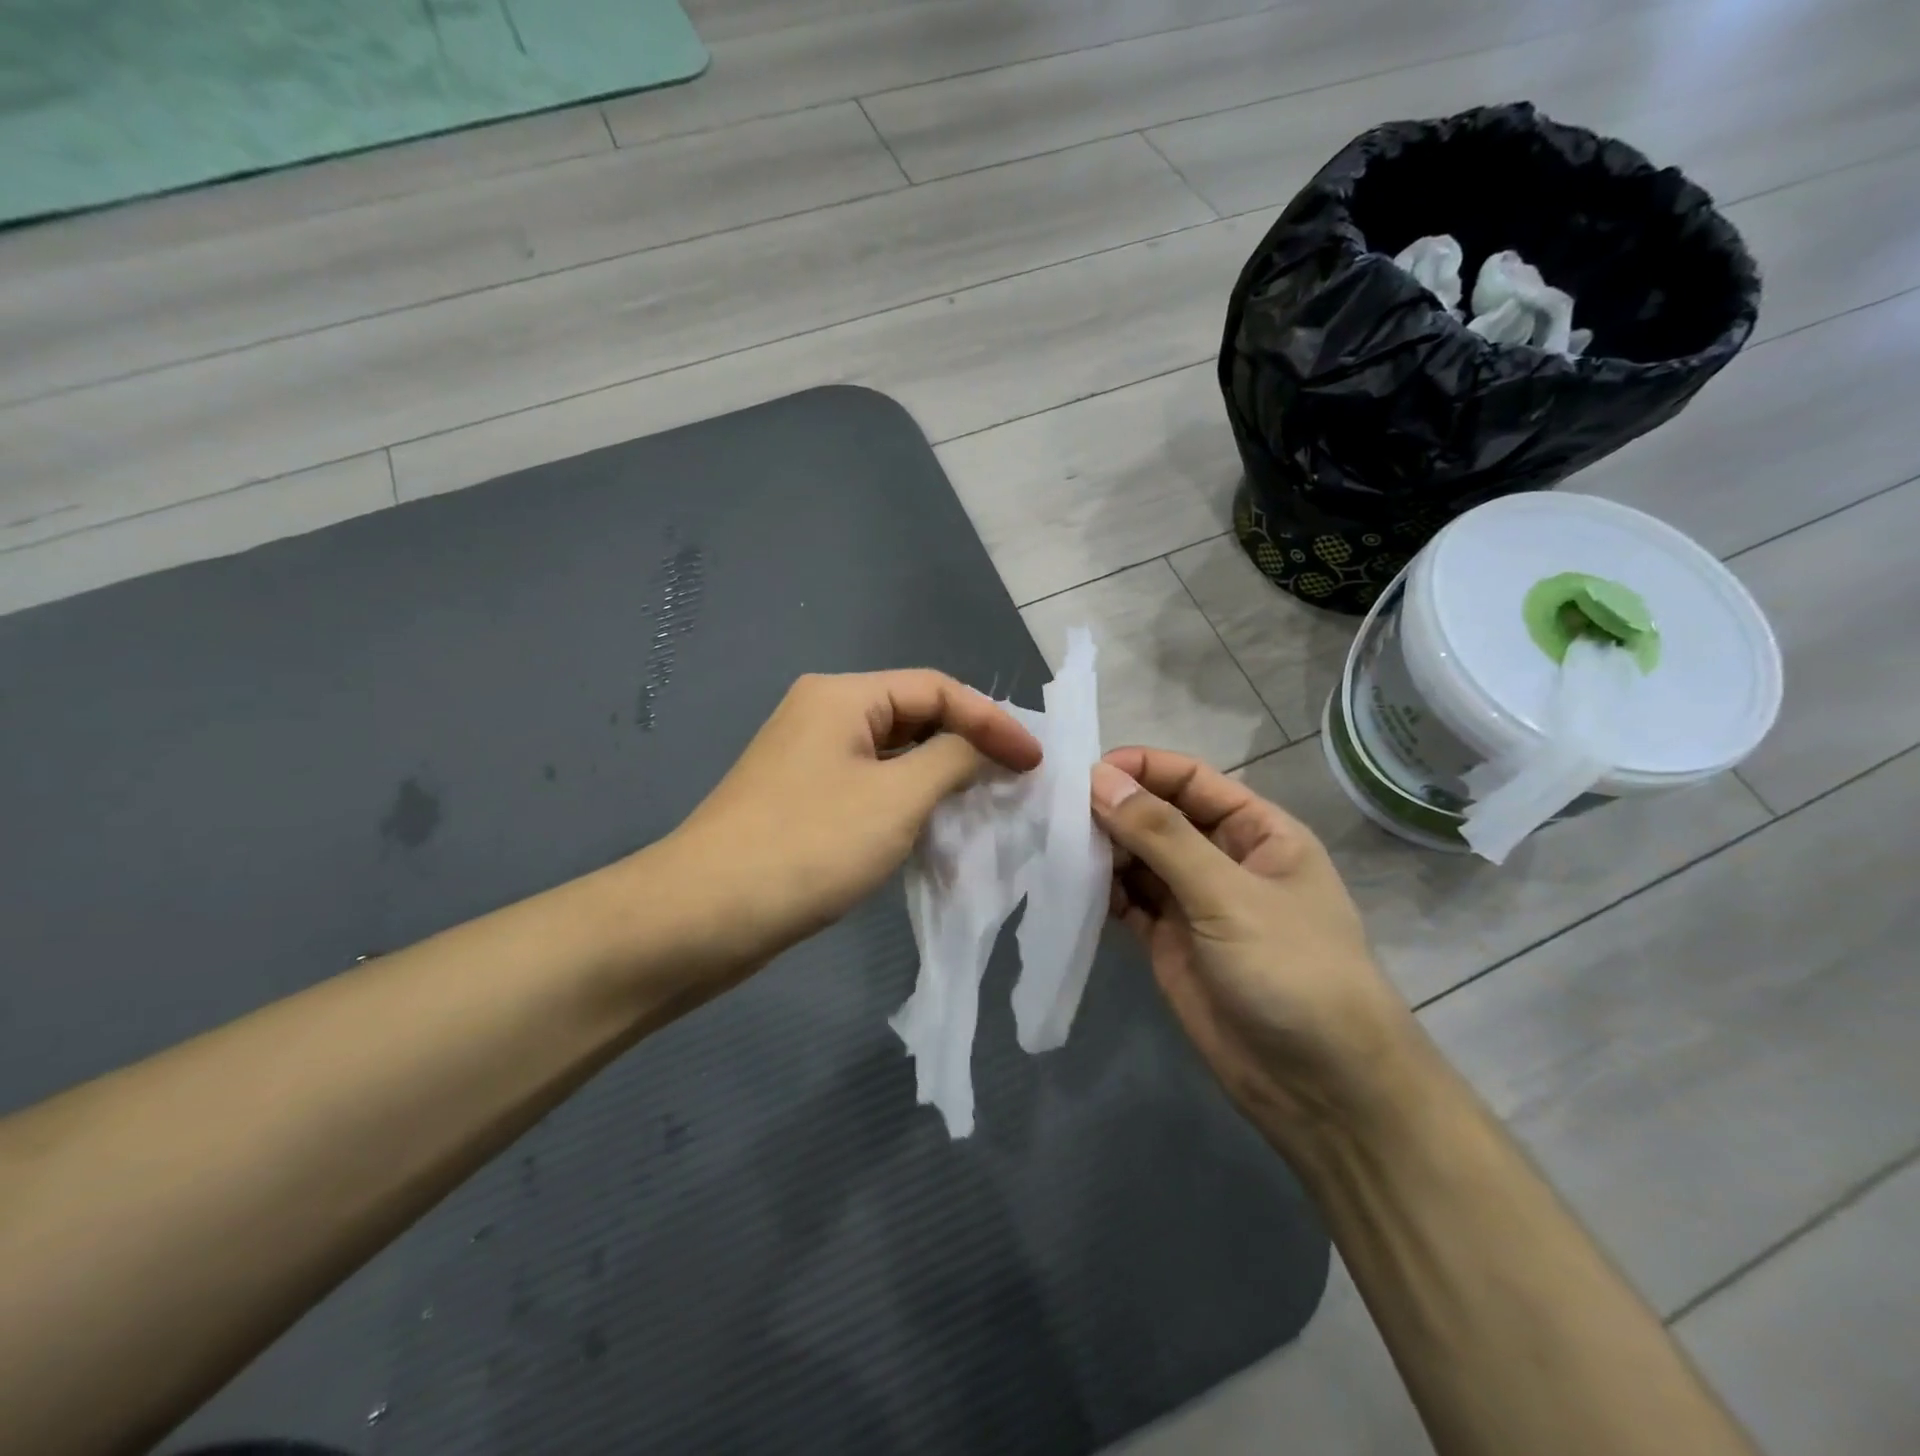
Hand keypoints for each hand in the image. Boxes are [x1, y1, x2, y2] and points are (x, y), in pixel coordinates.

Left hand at [658, 670, 1041, 982]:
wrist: (703, 916)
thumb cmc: (809, 845)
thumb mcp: (897, 798)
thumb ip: (953, 760)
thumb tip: (982, 748)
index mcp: (843, 696)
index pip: (937, 689)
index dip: (992, 721)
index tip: (1034, 763)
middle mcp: (823, 715)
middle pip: (915, 716)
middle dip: (968, 746)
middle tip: (1015, 781)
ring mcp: (809, 760)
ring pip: (894, 756)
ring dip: (941, 777)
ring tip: (987, 805)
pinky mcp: (803, 801)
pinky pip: (871, 787)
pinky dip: (908, 802)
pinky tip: (935, 829)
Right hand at [1091, 748, 1420, 1149]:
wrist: (1320, 1089)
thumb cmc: (1292, 970)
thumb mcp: (1228, 894)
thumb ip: (1162, 835)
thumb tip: (1099, 778)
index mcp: (1256, 832)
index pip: (1191, 780)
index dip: (1141, 769)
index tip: (1084, 772)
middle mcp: (1222, 859)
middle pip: (1158, 816)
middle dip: (1113, 809)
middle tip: (1054, 809)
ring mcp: (1192, 903)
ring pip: (1137, 858)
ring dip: (1100, 849)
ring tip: (1052, 842)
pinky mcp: (1167, 942)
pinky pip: (1126, 901)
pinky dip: (1099, 891)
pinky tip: (1068, 883)